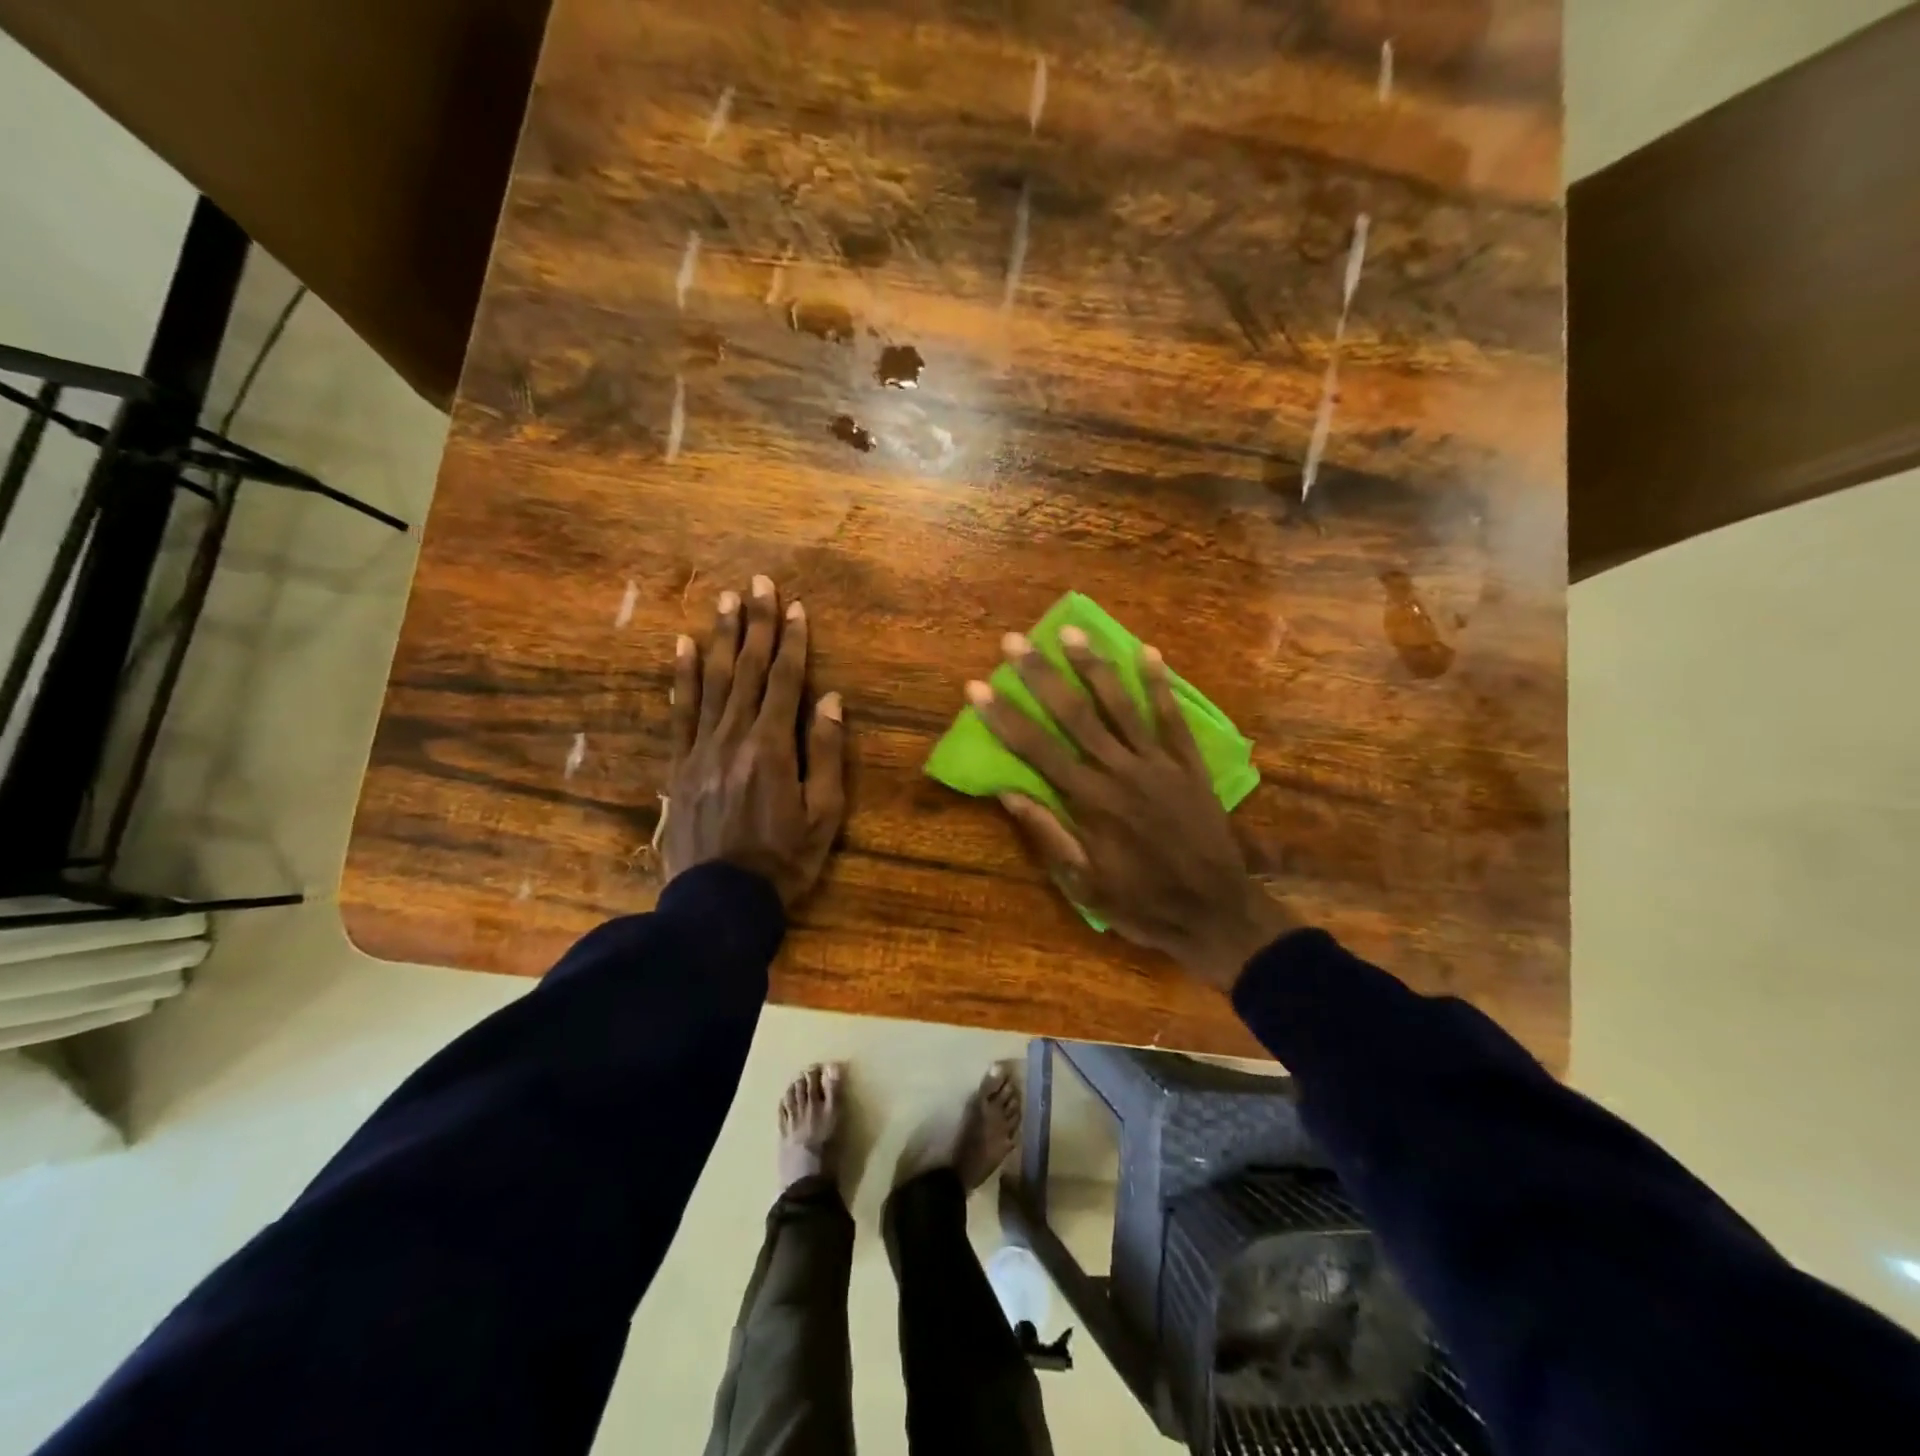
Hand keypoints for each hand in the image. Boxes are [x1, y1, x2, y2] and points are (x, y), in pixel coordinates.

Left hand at [663, 576, 846, 907]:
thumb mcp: (824, 814)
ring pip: (711, 682)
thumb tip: (831, 700)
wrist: (720, 901)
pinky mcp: (679, 765)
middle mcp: (734, 737)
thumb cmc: (784, 860)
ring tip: (725, 601)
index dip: (792, 642)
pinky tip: (682, 647)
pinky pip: (681, 711)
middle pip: (746, 670)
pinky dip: (681, 677)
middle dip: (756, 624)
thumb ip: (826, 754)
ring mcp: (701, 749)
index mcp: (772, 747)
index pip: (784, 682)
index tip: (796, 607)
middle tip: (758, 583)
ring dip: (720, 638)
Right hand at [967, 628, 1289, 990]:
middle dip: (1041, 675)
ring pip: (1121, 705)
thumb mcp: (1084, 885)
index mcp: (1091, 802)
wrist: (1216, 914)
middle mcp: (1121, 772)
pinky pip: (1173, 717)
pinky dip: (1160, 685)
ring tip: (1070, 630)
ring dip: (1093, 665)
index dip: (1005, 716)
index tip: (978, 686)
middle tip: (1014, 640)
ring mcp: (1159, 764)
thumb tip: (1008, 792)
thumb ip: (1049, 835)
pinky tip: (1148, 652)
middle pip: (1075, 714)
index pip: (1037, 750)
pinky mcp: (1189, 765)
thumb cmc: (1142, 904)